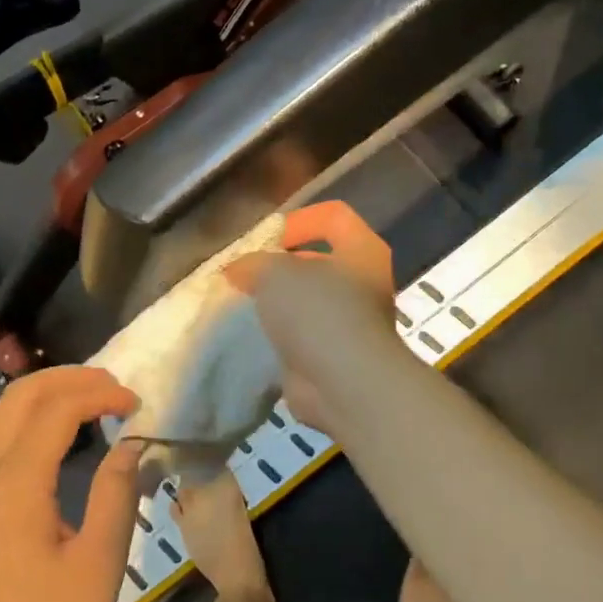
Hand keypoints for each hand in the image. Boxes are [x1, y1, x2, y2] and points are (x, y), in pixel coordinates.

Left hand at [0, 367, 141, 601]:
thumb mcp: (96, 566)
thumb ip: (116, 495)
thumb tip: (129, 445)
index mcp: (13, 481)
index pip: (58, 407)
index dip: (101, 394)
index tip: (137, 403)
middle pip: (23, 394)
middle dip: (72, 378)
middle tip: (115, 387)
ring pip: (4, 411)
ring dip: (49, 394)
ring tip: (94, 401)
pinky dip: (31, 417)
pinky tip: (58, 435)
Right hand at [227, 201, 398, 434]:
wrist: (344, 385)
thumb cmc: (318, 313)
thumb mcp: (275, 273)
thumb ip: (254, 264)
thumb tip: (238, 270)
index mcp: (362, 251)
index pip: (333, 216)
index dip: (298, 219)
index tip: (267, 240)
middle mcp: (364, 283)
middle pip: (318, 260)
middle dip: (281, 266)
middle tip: (247, 275)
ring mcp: (353, 322)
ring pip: (309, 301)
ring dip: (279, 304)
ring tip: (245, 306)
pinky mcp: (336, 355)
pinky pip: (304, 335)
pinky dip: (281, 336)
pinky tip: (255, 338)